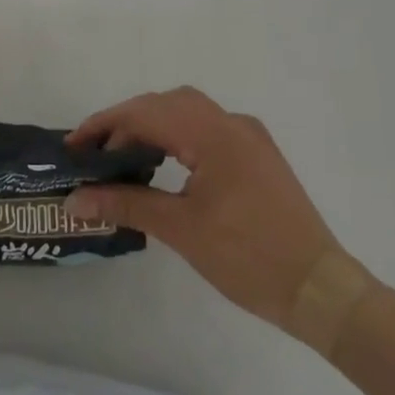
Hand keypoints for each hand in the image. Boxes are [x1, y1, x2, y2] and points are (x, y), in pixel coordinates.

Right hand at [65, 87, 373, 351]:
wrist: (321, 290)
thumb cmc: (249, 258)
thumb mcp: (181, 230)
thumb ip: (125, 205)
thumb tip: (74, 201)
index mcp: (213, 133)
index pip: (146, 113)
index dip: (104, 126)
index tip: (73, 148)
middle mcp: (231, 122)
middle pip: (165, 103)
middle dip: (125, 122)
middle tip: (93, 153)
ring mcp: (248, 137)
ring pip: (187, 112)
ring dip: (151, 126)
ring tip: (121, 157)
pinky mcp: (257, 155)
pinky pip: (206, 129)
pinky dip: (176, 136)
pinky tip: (163, 163)